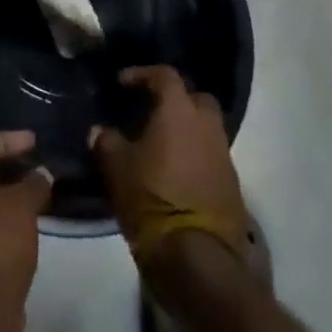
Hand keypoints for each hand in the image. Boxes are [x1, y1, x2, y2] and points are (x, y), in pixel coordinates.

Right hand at [90, 65, 248, 267]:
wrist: (198, 257)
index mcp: (179, 110)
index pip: (165, 75)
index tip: (123, 83)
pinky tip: (175, 171)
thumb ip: (106, 141)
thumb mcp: (117, 168)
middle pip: (196, 98)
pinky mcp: (232, 184)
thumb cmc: (152, 198)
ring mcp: (224, 155)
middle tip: (151, 111)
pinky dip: (194, 156)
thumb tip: (100, 130)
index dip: (143, 74)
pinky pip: (211, 156)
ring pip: (206, 129)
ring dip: (186, 130)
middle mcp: (207, 125)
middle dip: (175, 99)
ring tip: (160, 145)